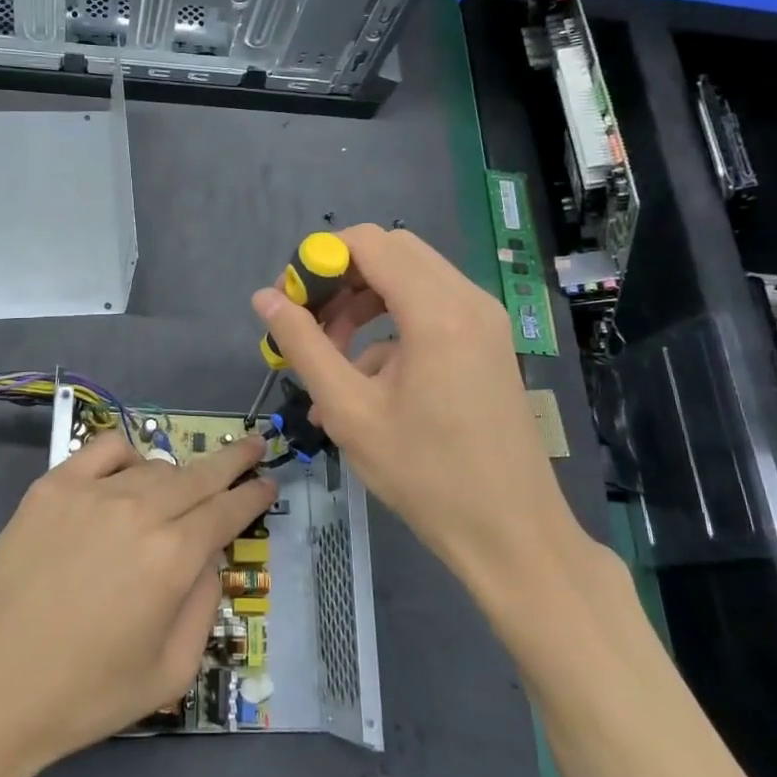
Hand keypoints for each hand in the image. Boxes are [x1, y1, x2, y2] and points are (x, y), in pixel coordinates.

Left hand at [0, 432, 272, 776]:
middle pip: (200, 474)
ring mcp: (93, 492)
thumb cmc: (86, 693)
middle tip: (253, 446)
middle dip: (233, 461)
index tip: (267, 483)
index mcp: (174, 558)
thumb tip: (207, 556)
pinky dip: (127, 456)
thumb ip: (202, 604)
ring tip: (180, 491)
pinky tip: (128, 475)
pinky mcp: (53, 486)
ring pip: (155, 466)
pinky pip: (105, 450)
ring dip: (178, 475)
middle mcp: (139, 512)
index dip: (253, 495)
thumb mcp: (171, 671)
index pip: (227, 510)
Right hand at [251, 224, 591, 590]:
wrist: (511, 533)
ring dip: (362, 303)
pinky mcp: (487, 341)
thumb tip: (264, 299)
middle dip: (340, 278)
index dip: (319, 259)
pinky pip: (430, 309)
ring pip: (410, 278)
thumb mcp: (350, 411)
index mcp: (437, 312)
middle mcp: (468, 300)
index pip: (368, 243)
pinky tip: (364, 380)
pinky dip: (389, 326)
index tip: (290, 300)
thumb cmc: (426, 475)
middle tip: (307, 321)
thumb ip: (304, 346)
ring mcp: (484, 320)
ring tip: (329, 355)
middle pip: (391, 252)